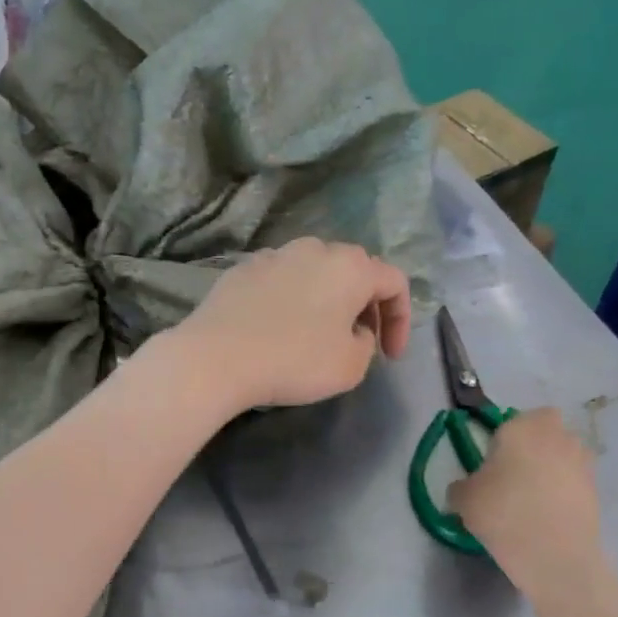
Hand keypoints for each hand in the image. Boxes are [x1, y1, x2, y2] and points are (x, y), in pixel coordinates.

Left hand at [170, 238, 411, 411]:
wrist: (216, 357)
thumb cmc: (294, 360)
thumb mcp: (351, 366)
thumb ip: (367, 344)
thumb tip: (354, 331)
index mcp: (351, 267)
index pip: (394, 282)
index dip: (401, 320)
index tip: (390, 356)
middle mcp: (315, 249)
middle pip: (354, 271)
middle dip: (365, 306)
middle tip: (360, 341)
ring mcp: (275, 255)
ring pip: (315, 272)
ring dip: (327, 299)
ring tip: (319, 333)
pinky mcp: (242, 269)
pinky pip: (281, 281)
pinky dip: (292, 300)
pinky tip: (279, 328)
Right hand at [448, 408, 608, 592]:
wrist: (555, 555)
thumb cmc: (503, 513)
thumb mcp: (464, 499)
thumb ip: (461, 487)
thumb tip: (465, 489)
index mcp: (522, 427)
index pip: (513, 419)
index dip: (504, 438)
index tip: (494, 462)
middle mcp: (556, 435)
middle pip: (546, 429)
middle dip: (534, 443)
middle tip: (515, 473)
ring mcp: (582, 461)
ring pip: (564, 453)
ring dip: (553, 465)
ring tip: (533, 496)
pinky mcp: (596, 488)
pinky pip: (574, 479)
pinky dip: (565, 490)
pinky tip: (548, 514)